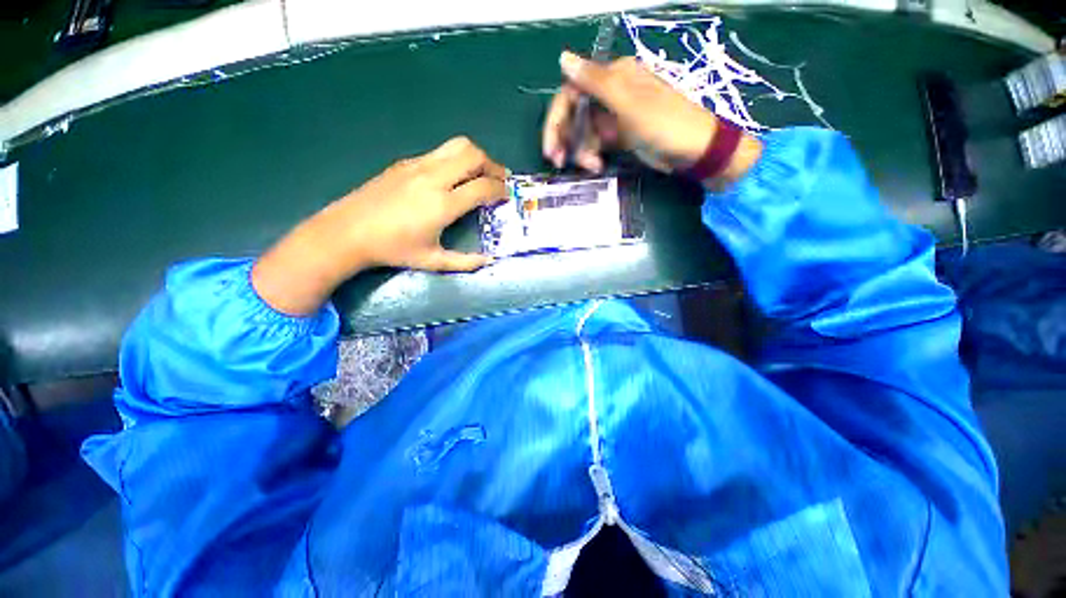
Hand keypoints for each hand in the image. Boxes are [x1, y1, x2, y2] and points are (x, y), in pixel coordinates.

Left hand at [253, 137, 506, 314]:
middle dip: (493, 165)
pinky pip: (439, 153)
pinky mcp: (405, 162)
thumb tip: (490, 260)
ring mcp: (418, 165)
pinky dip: (456, 160)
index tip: (507, 195)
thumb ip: (465, 262)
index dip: (500, 189)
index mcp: (443, 204)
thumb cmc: (393, 249)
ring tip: (481, 173)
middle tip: (499, 180)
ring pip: (457, 146)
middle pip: (473, 155)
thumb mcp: (432, 261)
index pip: (483, 187)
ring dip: (476, 157)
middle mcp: (434, 178)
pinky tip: (453, 177)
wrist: (348, 231)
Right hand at [543, 51, 761, 183]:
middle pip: (575, 114)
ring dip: (581, 151)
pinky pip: (596, 143)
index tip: (551, 148)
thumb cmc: (664, 123)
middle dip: (565, 139)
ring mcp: (615, 116)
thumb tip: (563, 58)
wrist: (693, 151)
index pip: (571, 93)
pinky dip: (592, 155)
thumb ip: (595, 81)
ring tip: (591, 166)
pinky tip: (597, 166)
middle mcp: (610, 93)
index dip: (557, 120)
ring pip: (583, 132)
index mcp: (612, 78)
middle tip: (559, 162)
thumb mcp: (628, 103)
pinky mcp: (619, 135)